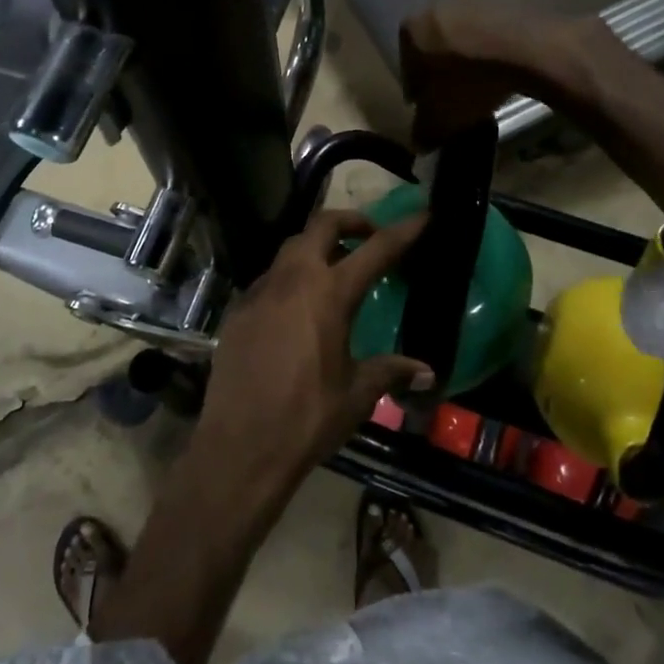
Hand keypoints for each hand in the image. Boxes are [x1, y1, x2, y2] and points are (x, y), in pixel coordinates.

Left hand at [196, 209, 431, 493]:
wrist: (240, 446)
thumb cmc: (307, 419)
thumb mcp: (357, 395)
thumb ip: (390, 372)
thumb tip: (426, 371)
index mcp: (329, 294)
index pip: (375, 250)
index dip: (402, 231)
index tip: (422, 216)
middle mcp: (292, 280)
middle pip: (321, 226)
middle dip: (350, 221)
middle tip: (369, 236)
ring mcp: (259, 292)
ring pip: (290, 249)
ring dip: (316, 248)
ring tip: (334, 271)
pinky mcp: (237, 311)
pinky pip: (269, 280)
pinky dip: (289, 279)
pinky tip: (296, 310)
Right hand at [399, 5, 614, 147]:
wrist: (525, 51)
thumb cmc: (468, 84)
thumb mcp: (439, 120)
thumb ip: (422, 132)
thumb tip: (419, 141)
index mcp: (410, 33)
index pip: (407, 69)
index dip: (419, 94)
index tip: (432, 111)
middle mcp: (435, 9)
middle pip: (435, 50)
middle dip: (443, 73)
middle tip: (458, 100)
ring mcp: (472, 1)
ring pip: (464, 40)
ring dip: (469, 62)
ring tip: (483, 88)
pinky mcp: (505, 2)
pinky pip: (491, 34)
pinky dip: (493, 52)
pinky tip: (504, 73)